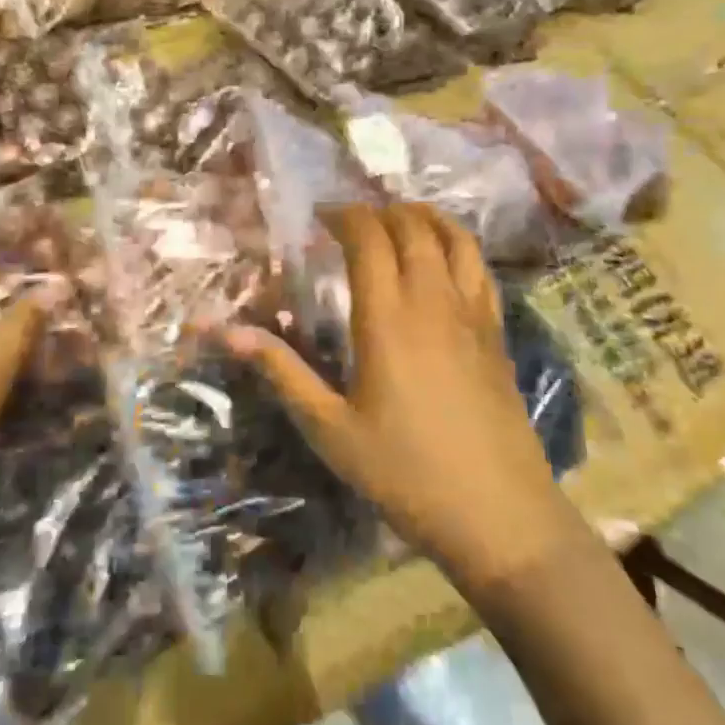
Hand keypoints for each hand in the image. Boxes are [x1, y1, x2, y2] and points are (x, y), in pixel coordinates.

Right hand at [231, 202, 564, 588]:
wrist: (498, 514)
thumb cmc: (403, 472)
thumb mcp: (329, 428)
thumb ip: (281, 371)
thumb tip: (226, 331)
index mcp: (387, 317)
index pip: (368, 237)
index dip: (344, 215)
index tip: (320, 217)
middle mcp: (432, 300)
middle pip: (411, 227)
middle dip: (378, 211)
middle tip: (350, 221)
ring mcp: (472, 314)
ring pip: (452, 237)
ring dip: (422, 216)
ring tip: (397, 218)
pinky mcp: (496, 332)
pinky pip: (480, 267)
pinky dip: (457, 243)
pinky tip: (444, 256)